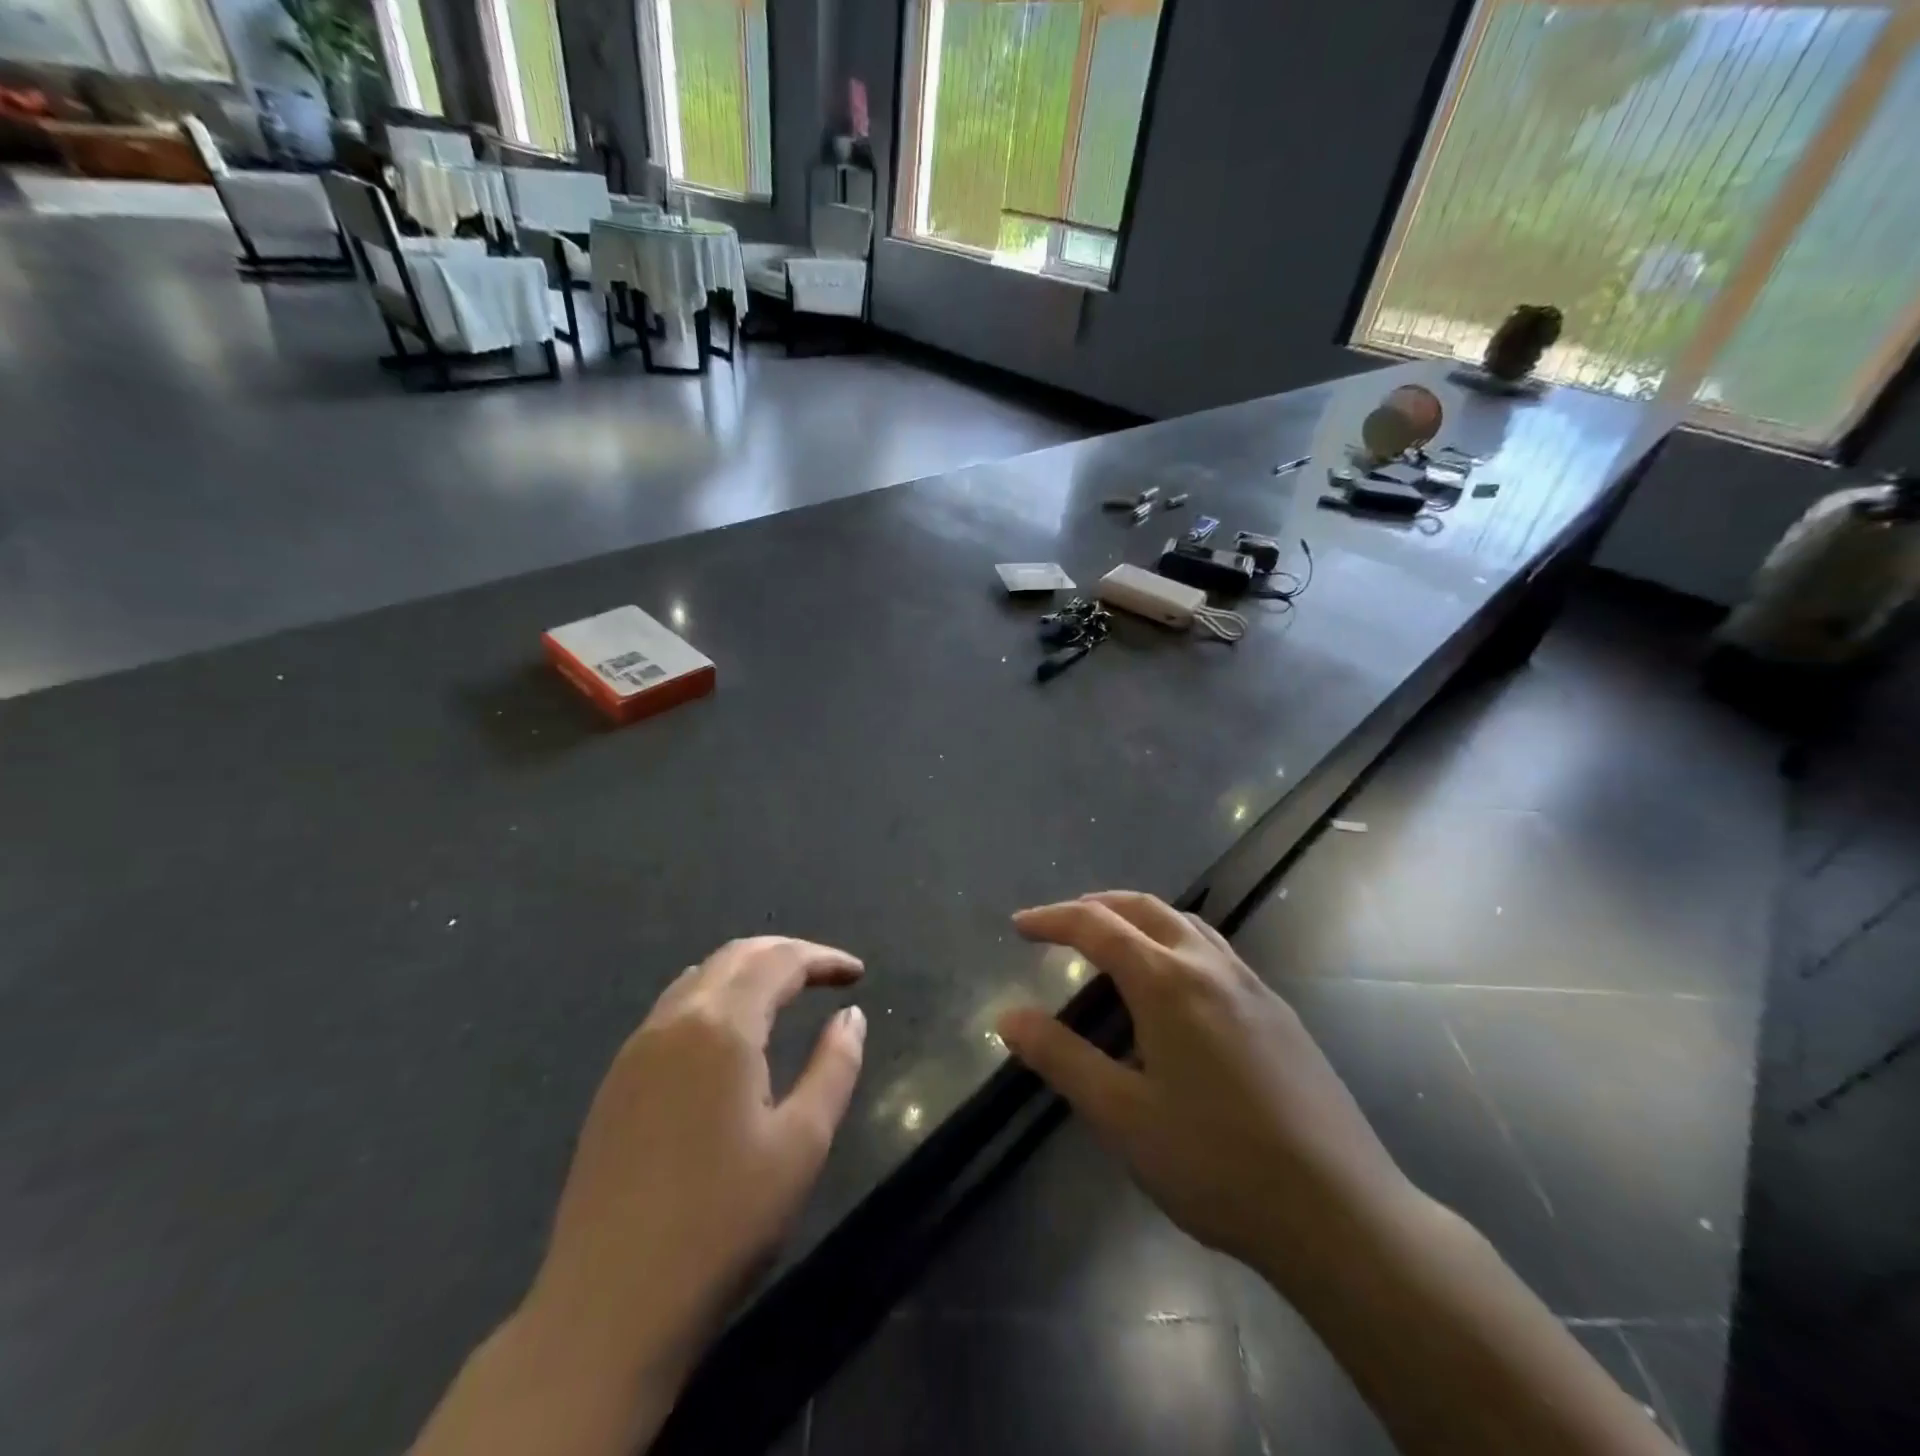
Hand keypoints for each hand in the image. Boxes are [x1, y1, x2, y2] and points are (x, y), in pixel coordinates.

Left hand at [522, 938, 865, 1409]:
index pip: (779, 962)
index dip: (823, 959)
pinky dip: (713, 998)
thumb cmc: (722, 1223)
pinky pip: (672, 1010)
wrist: (609, 1307)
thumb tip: (850, 1017)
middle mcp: (674, 1021)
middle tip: (826, 976)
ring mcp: (636, 1051)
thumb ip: (834, 1067)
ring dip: (747, 972)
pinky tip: (727, 1032)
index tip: (857, 975)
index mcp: (721, 1027)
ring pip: (699, 979)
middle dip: (786, 955)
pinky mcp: (615, 1083)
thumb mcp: (802, 1144)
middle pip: (735, 957)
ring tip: (784, 994)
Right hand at [996, 893, 1417, 1284]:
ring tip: (1112, 942)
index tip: (1019, 926)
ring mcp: (1251, 985)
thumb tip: (1008, 1017)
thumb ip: (1061, 1058)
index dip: (1052, 919)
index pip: (1097, 926)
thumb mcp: (1122, 1116)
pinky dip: (1176, 940)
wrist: (1340, 1211)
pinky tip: (1175, 985)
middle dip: (1096, 906)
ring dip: (1139, 917)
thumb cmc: (1216, 1163)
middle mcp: (1210, 966)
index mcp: (1167, 981)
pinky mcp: (1278, 1011)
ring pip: (1185, 923)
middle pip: (1144, 908)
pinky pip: (1215, 949)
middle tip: (1060, 924)